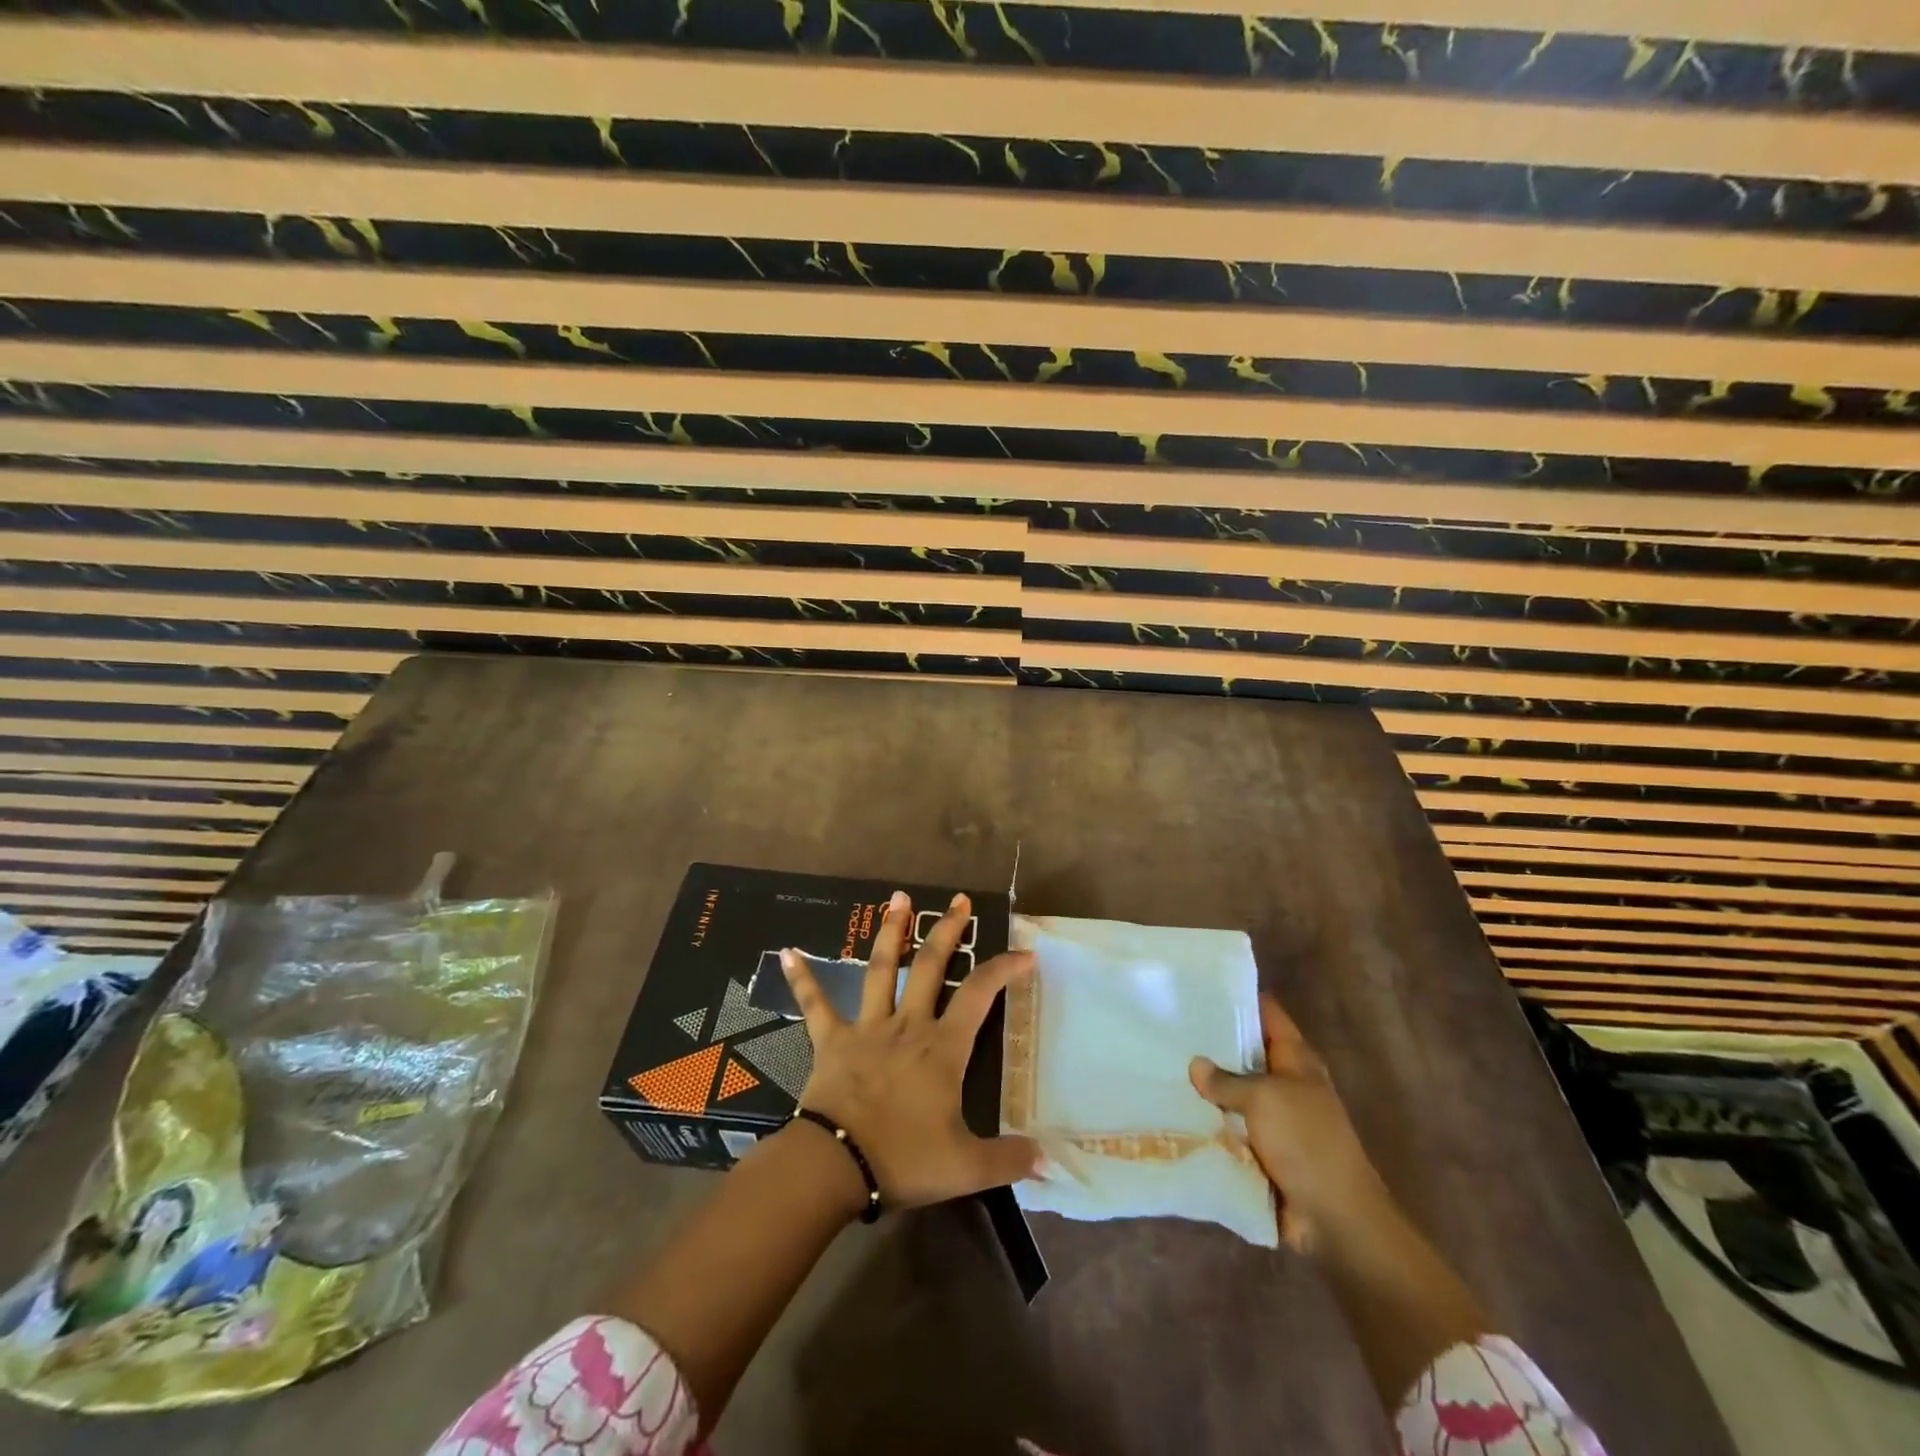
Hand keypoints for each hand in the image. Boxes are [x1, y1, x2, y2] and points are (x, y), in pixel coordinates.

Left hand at [781, 890, 1038, 1210]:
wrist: (835, 1166)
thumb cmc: (902, 1158)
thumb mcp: (964, 1167)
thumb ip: (1007, 1160)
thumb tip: (1046, 1161)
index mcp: (941, 1048)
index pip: (979, 994)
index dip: (1003, 969)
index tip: (1024, 953)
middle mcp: (907, 1025)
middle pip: (929, 965)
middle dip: (947, 930)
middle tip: (959, 900)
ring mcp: (867, 1028)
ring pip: (880, 969)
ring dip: (890, 931)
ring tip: (898, 898)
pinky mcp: (831, 1040)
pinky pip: (815, 1005)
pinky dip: (802, 979)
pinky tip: (786, 953)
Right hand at [1189, 993, 1392, 1252]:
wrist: (1335, 1218)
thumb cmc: (1306, 1143)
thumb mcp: (1264, 1100)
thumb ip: (1226, 1080)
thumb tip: (1195, 1065)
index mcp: (1296, 1059)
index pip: (1266, 1013)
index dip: (1238, 996)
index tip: (1199, 985)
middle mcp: (1285, 1082)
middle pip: (1245, 1051)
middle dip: (1212, 1041)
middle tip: (1167, 1024)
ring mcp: (1274, 1116)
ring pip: (1233, 1090)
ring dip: (1206, 1085)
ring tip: (1161, 1062)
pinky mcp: (1262, 1148)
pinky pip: (1229, 1125)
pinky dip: (1208, 1120)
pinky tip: (1173, 1109)